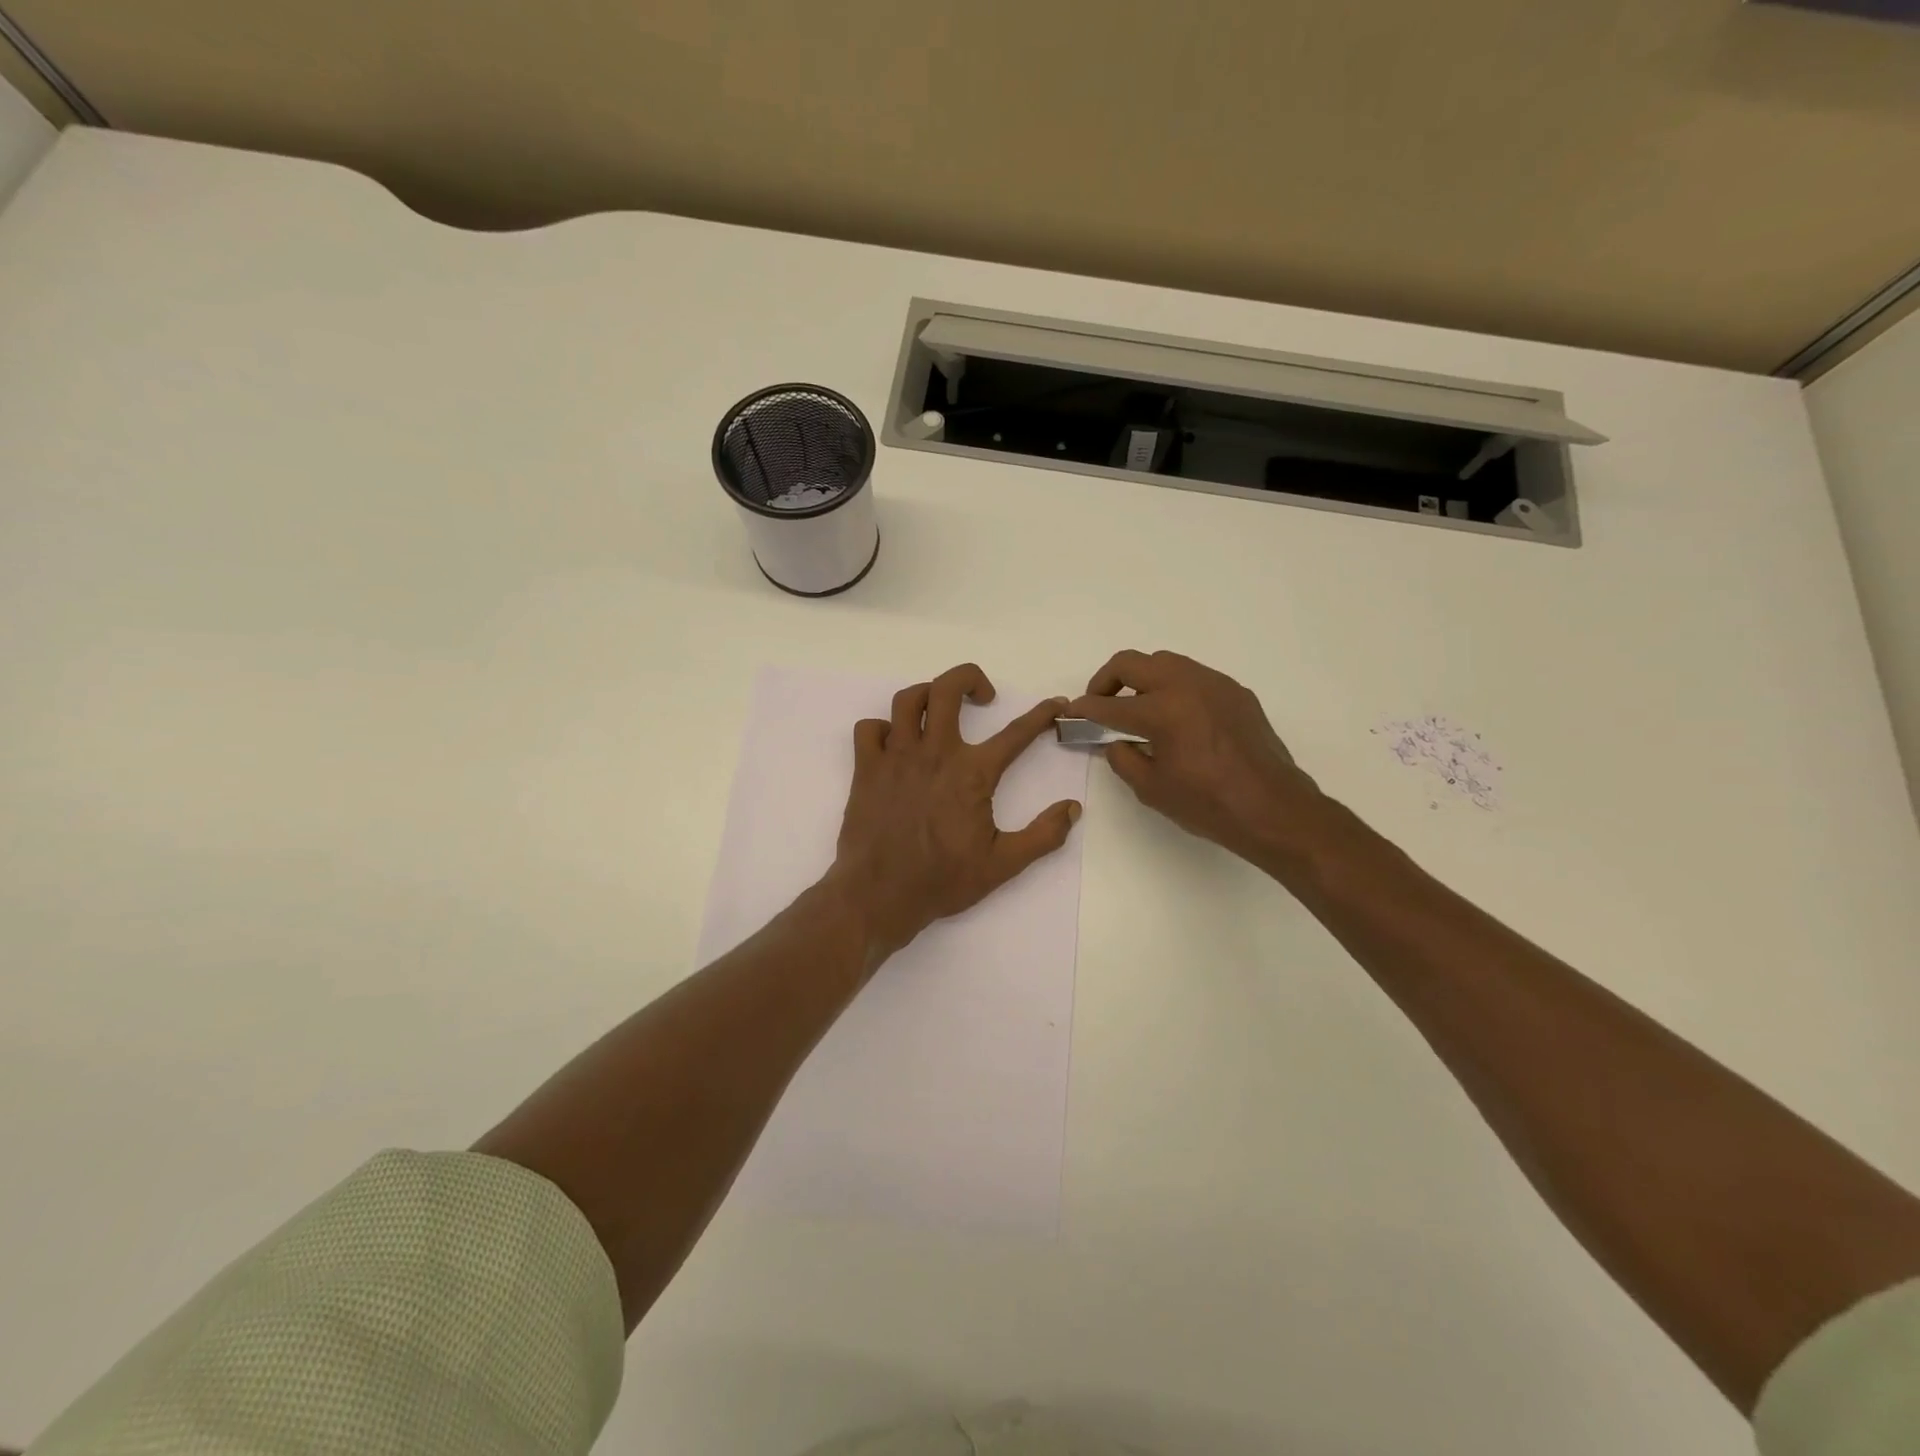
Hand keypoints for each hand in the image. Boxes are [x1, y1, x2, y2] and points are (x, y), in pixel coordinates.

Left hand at [828, 663, 1082, 961]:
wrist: (878, 896)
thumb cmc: (942, 881)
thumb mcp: (1003, 865)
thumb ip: (1043, 835)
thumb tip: (1072, 808)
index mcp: (972, 773)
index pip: (1015, 733)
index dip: (1040, 714)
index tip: (1055, 703)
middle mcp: (934, 753)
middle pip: (947, 689)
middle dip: (970, 678)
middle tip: (983, 697)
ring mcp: (896, 757)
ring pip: (907, 700)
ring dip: (927, 695)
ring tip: (938, 710)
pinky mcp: (866, 769)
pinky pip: (869, 729)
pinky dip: (882, 729)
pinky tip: (895, 745)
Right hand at [1066, 649, 1327, 869]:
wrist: (1274, 808)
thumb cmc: (1208, 804)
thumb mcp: (1152, 789)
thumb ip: (1123, 759)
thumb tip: (1115, 742)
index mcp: (1162, 711)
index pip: (1109, 703)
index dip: (1084, 708)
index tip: (1070, 712)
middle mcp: (1187, 685)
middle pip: (1132, 662)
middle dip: (1106, 680)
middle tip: (1099, 702)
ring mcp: (1214, 684)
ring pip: (1164, 661)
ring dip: (1141, 678)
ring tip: (1136, 706)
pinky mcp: (1235, 691)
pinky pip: (1193, 676)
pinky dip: (1173, 687)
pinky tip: (1175, 716)